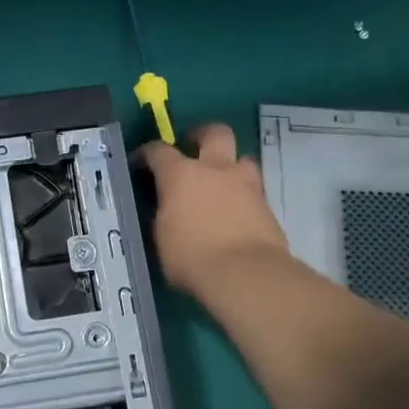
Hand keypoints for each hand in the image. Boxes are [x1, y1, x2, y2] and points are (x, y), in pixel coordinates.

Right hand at [139, 123, 289, 296]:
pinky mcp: (267, 206)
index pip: (159, 151)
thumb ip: (163, 216)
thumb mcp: (162, 239)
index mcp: (181, 175)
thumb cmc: (192, 257)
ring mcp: (246, 185)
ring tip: (222, 183)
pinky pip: (254, 191)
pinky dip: (243, 197)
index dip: (147, 154)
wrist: (246, 274)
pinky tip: (237, 214)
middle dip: (203, 135)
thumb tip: (166, 211)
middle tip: (194, 146)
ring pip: (242, 159)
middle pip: (215, 133)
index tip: (141, 162)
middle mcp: (216, 170)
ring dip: (231, 166)